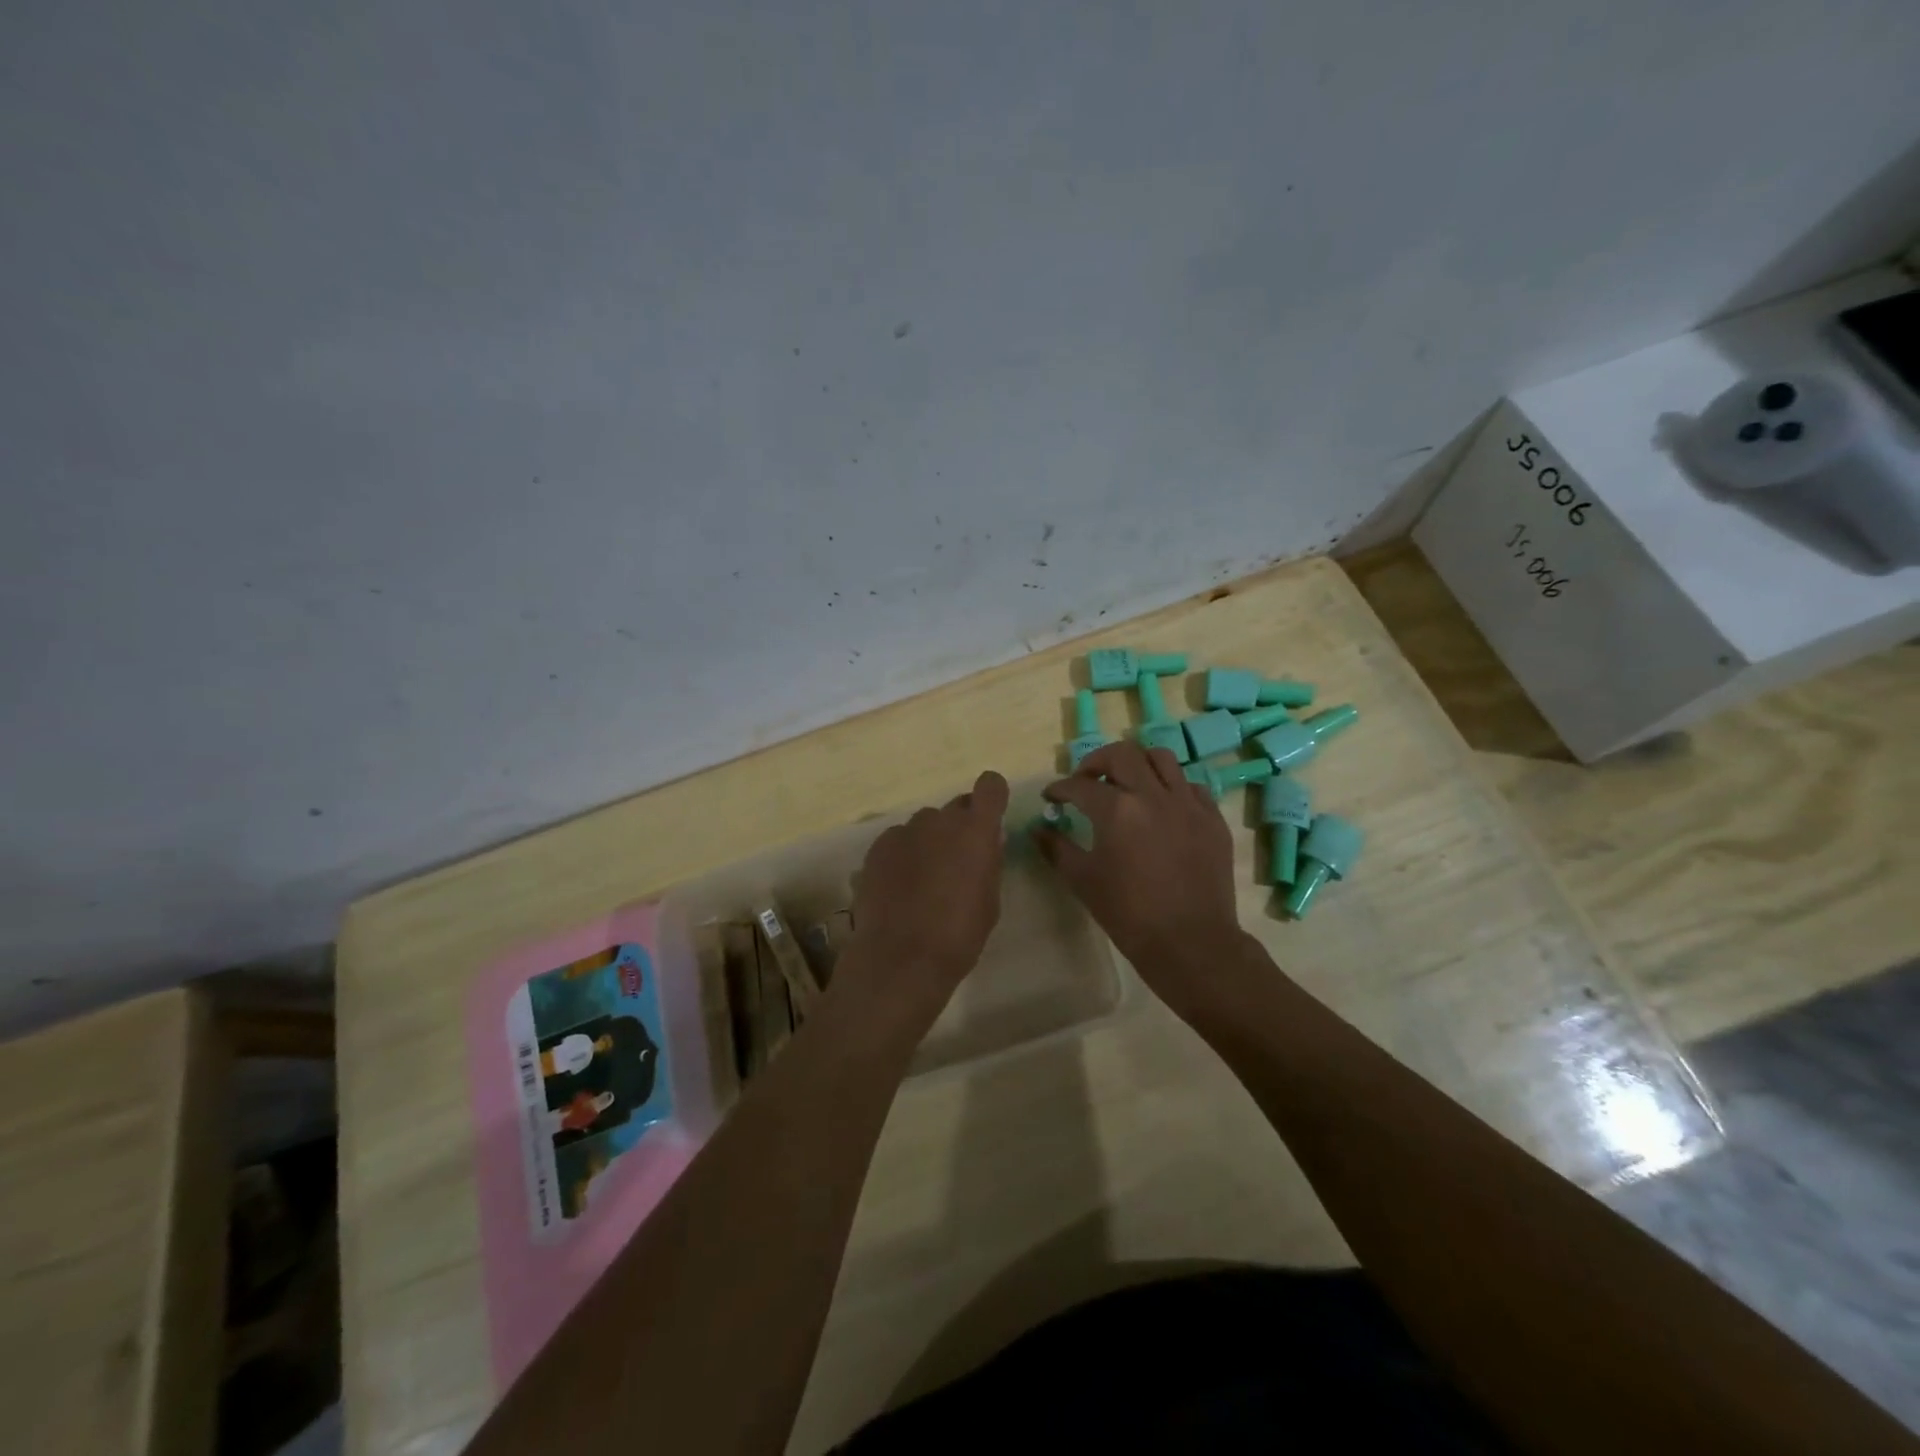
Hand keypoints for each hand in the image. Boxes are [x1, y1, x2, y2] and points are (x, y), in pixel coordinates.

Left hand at [843, 770, 1010, 1018]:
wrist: (900, 958)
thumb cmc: (958, 935)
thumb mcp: (990, 902)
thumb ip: (990, 863)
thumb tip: (989, 840)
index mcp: (976, 831)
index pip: (990, 786)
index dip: (992, 797)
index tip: (990, 819)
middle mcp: (940, 820)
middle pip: (957, 807)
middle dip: (961, 827)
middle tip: (957, 863)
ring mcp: (905, 831)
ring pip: (925, 825)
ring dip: (930, 841)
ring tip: (923, 880)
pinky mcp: (878, 847)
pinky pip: (899, 839)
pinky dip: (903, 854)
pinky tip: (899, 886)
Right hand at [1036, 742, 1247, 1015]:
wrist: (1190, 943)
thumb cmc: (1129, 914)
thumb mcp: (1082, 880)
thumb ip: (1056, 848)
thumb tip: (1038, 829)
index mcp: (1116, 809)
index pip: (1079, 785)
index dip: (1060, 788)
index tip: (1052, 797)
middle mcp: (1153, 795)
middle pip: (1122, 754)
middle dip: (1096, 762)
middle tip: (1086, 781)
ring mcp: (1188, 803)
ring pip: (1161, 758)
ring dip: (1137, 764)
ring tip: (1127, 783)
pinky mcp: (1212, 818)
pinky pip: (1191, 786)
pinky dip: (1171, 787)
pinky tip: (1162, 807)